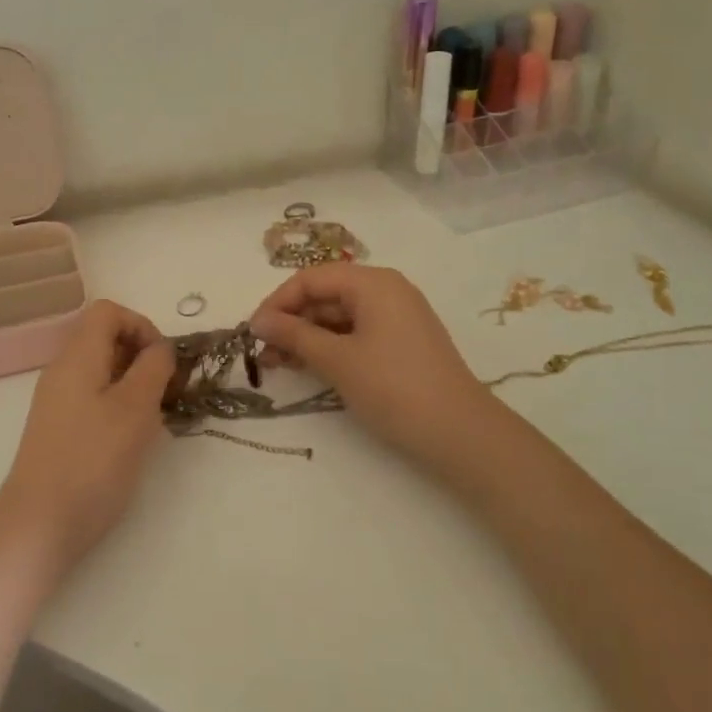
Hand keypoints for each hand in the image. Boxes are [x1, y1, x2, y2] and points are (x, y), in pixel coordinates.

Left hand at [0, 300, 175, 576]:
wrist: (41, 523)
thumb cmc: (93, 460)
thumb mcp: (135, 408)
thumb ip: (153, 368)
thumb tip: (160, 348)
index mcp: (77, 356)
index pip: (108, 311)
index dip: (142, 325)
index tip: (164, 362)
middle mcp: (63, 371)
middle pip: (105, 339)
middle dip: (143, 357)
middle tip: (167, 392)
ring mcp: (58, 401)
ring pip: (103, 371)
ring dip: (135, 384)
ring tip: (154, 418)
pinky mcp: (61, 429)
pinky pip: (95, 399)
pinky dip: (120, 406)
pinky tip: (133, 438)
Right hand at [250, 264, 496, 474]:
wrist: (459, 432)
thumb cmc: (393, 387)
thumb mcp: (336, 360)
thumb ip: (294, 335)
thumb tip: (257, 321)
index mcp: (373, 283)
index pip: (311, 278)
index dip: (277, 302)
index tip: (252, 332)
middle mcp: (386, 291)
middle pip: (325, 295)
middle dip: (291, 321)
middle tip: (263, 353)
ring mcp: (396, 317)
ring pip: (338, 317)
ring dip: (306, 337)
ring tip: (278, 364)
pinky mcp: (400, 343)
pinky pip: (355, 333)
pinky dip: (329, 347)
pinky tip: (309, 367)